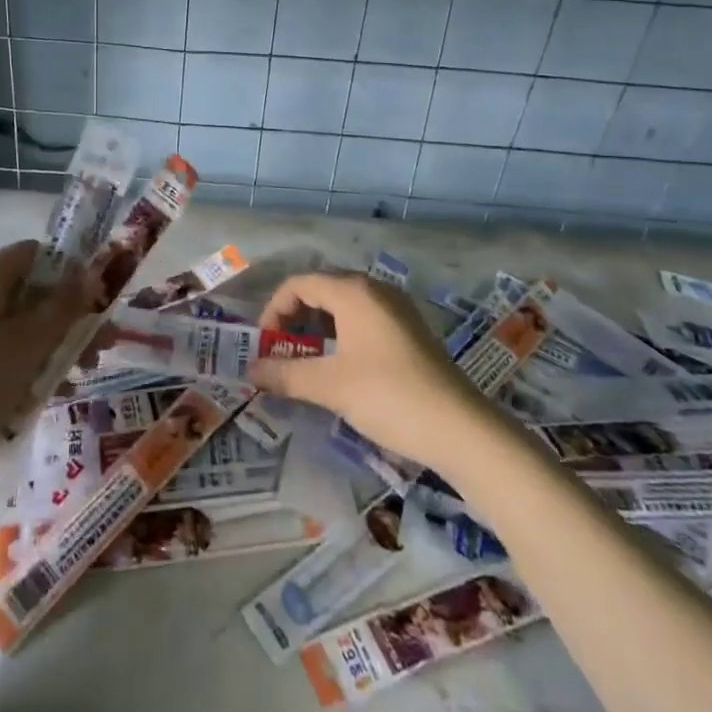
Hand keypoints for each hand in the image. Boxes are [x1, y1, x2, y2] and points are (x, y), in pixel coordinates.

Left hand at [0, 241, 99, 460]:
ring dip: (57, 344)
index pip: (36, 254)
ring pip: (23, 325)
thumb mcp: (31, 340)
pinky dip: (32, 364)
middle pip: (33, 292)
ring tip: (85, 372)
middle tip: (103, 343)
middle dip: (71, 317)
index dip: (70, 270)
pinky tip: (56, 391)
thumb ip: (65, 305)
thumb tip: (93, 273)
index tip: (98, 298)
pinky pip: (7, 351)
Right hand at [249, 272, 486, 473]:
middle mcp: (374, 290)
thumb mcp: (330, 386)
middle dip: (294, 318)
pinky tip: (340, 368)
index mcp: (353, 292)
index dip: (274, 310)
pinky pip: (364, 320)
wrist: (461, 429)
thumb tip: (251, 371)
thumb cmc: (389, 396)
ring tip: (306, 362)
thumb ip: (286, 374)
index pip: (299, 283)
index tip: (264, 345)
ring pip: (344, 306)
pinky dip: (342, 335)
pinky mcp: (410, 331)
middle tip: (281, 352)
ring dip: (318, 328)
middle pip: (321, 290)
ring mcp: (396, 309)